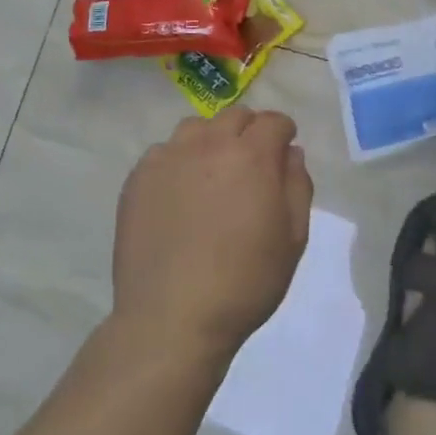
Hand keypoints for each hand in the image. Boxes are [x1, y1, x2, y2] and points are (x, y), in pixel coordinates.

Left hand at [113, 108, 313, 363]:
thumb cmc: (244, 283)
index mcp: (251, 156)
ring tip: (212, 174)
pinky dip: (178, 162)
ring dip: (211, 140)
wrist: (171, 318)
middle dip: (249, 131)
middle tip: (251, 165)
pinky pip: (164, 152)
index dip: (283, 133)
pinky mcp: (139, 177)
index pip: (273, 121)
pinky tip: (179, 195)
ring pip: (196, 128)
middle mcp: (209, 144)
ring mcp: (168, 157)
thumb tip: (289, 152)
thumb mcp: (292, 239)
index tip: (283, 151)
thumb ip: (297, 185)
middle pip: (235, 116)